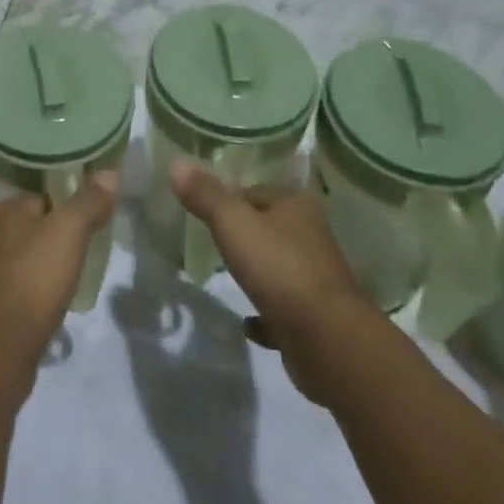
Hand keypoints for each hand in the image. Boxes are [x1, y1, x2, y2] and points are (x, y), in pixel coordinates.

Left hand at [0, 175, 118, 395]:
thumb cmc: (32, 280)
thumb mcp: (69, 232)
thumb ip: (89, 201)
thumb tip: (108, 173)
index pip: (40, 198)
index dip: (67, 210)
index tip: (88, 227)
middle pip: (28, 228)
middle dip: (52, 240)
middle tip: (81, 257)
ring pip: (18, 260)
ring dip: (38, 269)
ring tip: (65, 284)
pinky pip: (10, 290)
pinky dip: (27, 294)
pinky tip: (44, 309)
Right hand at [169, 162, 380, 405]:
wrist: (327, 341)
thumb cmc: (279, 268)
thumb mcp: (233, 223)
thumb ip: (205, 194)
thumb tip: (175, 163)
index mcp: (298, 206)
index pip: (258, 190)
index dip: (231, 196)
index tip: (205, 206)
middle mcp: (312, 238)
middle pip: (270, 226)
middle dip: (245, 232)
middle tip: (211, 238)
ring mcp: (316, 280)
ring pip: (279, 267)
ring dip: (258, 270)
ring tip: (226, 273)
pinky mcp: (315, 319)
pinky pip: (283, 310)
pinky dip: (266, 314)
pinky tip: (247, 323)